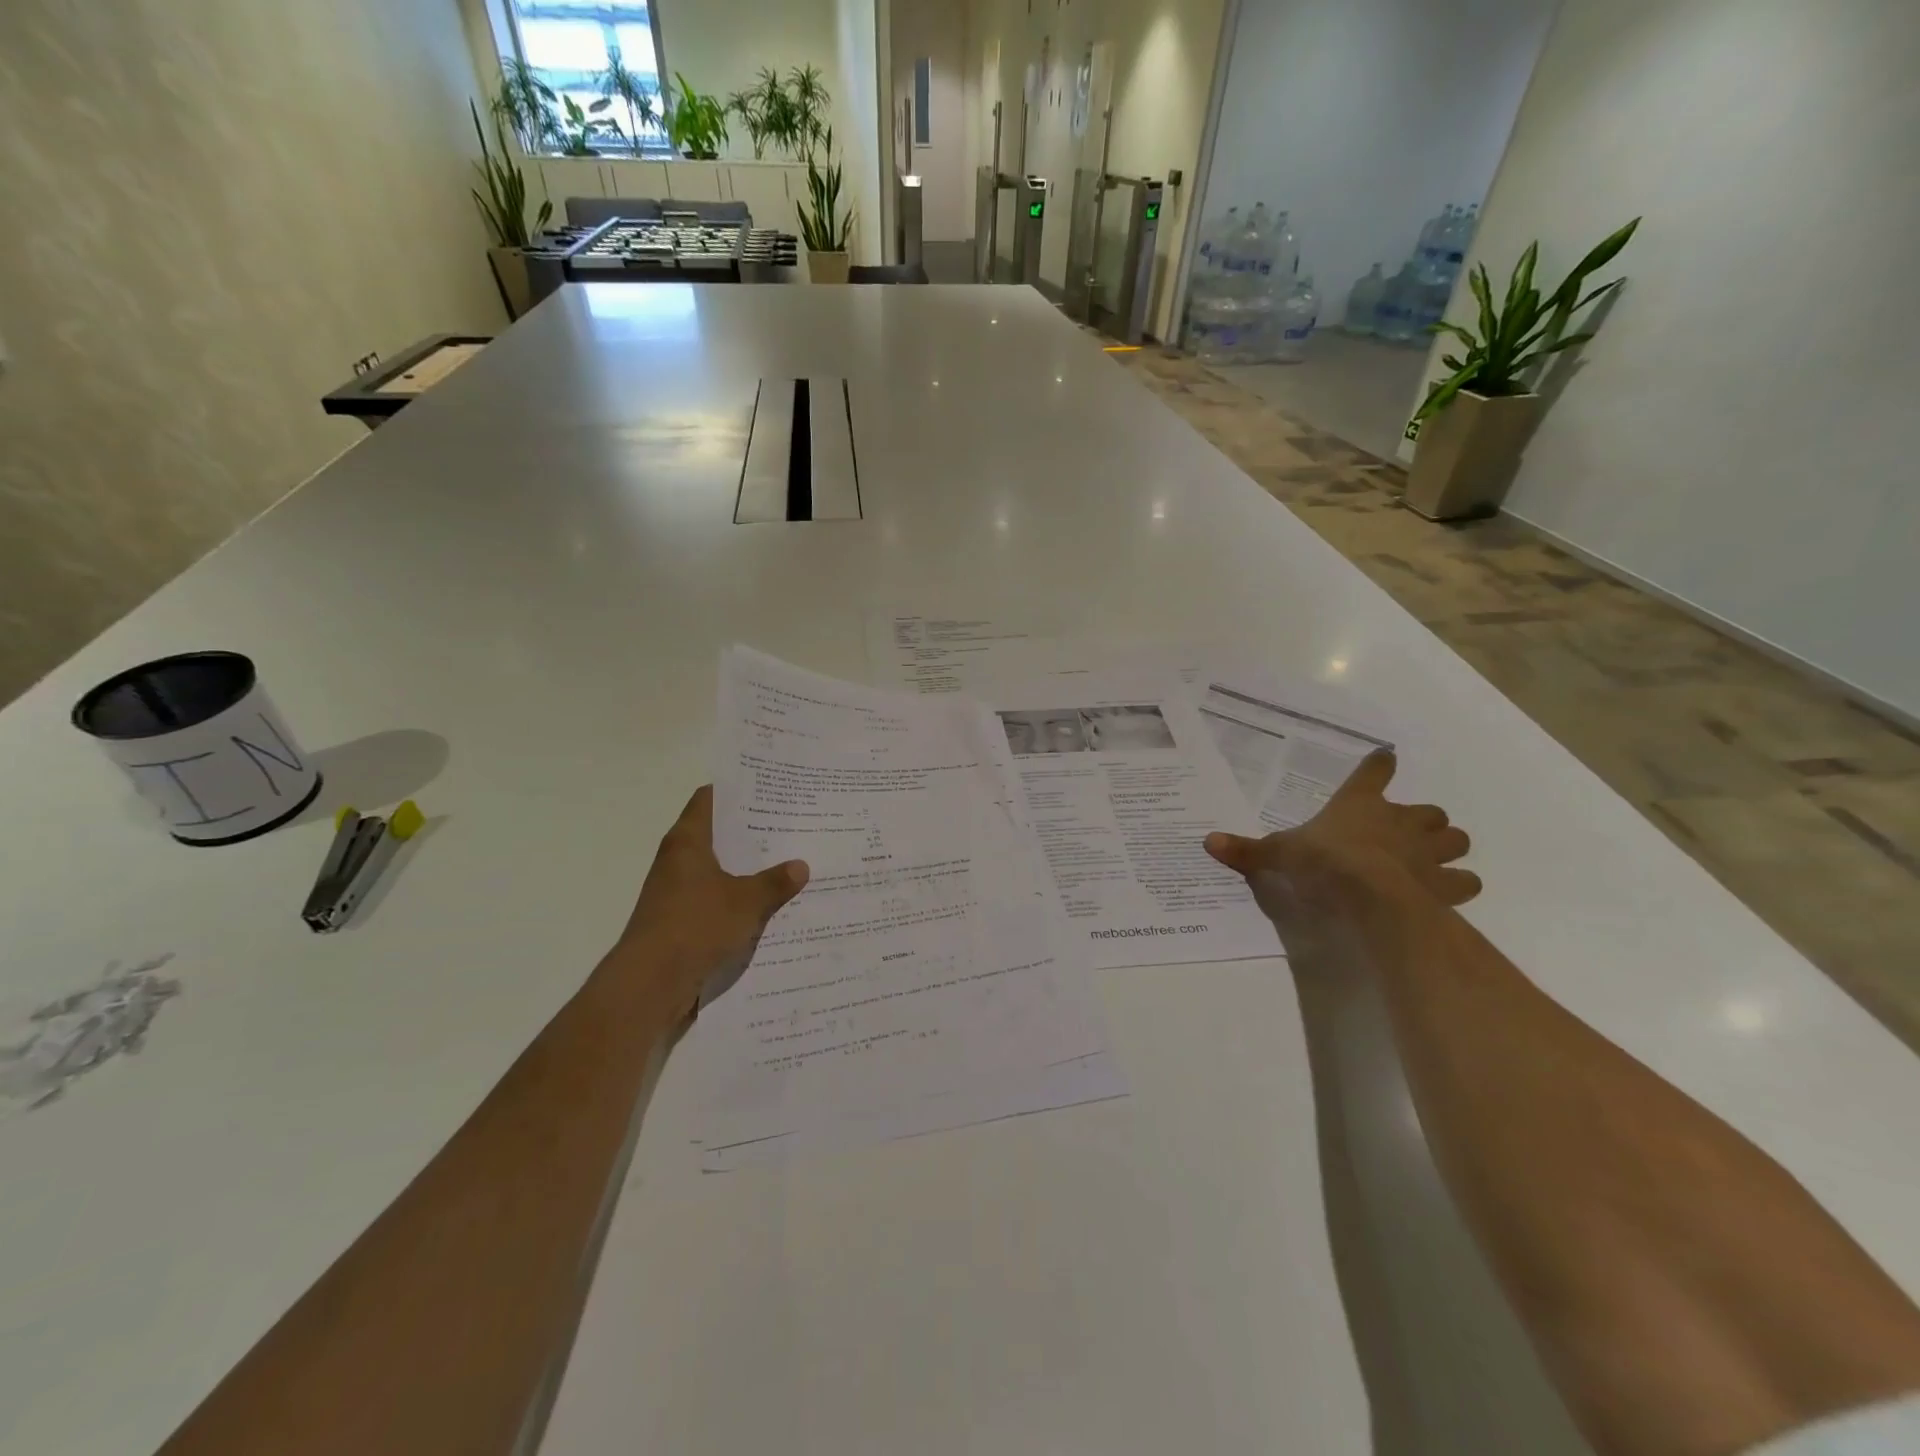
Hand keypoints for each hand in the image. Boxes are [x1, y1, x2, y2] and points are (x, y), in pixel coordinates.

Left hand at [613, 787, 808, 1013]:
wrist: (650, 984)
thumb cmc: (695, 926)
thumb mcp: (746, 901)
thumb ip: (774, 882)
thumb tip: (800, 865)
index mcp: (688, 841)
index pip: (709, 799)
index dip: (736, 790)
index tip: (767, 787)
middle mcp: (677, 860)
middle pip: (716, 834)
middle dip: (750, 831)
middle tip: (789, 824)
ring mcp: (675, 892)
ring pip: (716, 869)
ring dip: (745, 867)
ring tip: (786, 861)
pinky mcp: (678, 920)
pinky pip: (714, 899)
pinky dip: (736, 897)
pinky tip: (766, 904)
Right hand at [1204, 750, 1479, 927]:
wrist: (1369, 897)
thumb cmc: (1323, 863)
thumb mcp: (1279, 855)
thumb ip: (1249, 850)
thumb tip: (1208, 842)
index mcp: (1360, 805)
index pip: (1374, 772)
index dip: (1378, 766)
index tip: (1384, 759)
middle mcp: (1400, 822)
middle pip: (1428, 810)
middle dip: (1421, 819)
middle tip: (1405, 831)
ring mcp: (1427, 853)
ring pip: (1455, 839)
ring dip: (1447, 847)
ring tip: (1431, 859)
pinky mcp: (1444, 885)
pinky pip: (1465, 881)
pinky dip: (1458, 884)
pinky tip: (1445, 892)